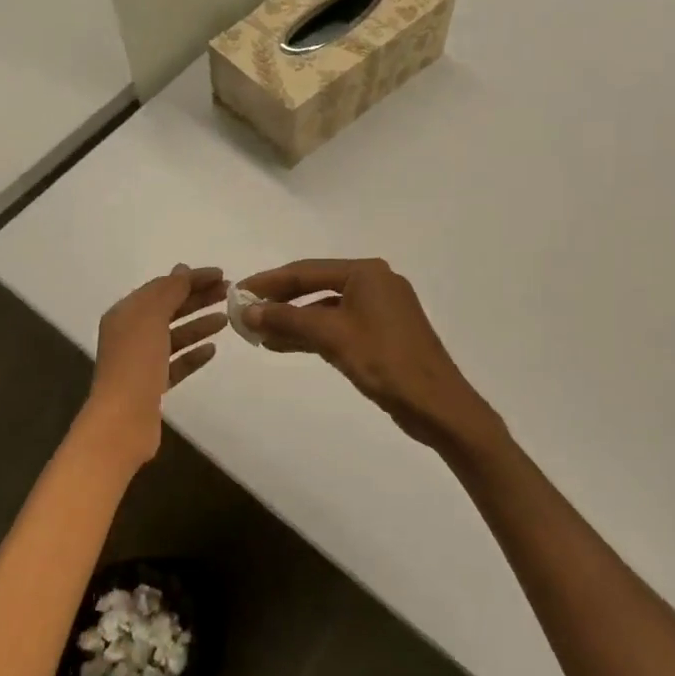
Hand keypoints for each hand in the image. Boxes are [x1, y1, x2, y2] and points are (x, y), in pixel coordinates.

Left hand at [84, 265, 227, 466]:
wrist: (123, 420)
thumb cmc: (136, 363)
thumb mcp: (151, 317)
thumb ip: (169, 291)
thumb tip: (182, 270)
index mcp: (126, 313)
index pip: (162, 287)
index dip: (191, 279)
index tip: (222, 275)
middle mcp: (130, 334)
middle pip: (169, 309)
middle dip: (198, 299)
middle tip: (230, 293)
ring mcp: (141, 361)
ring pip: (174, 336)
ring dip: (198, 325)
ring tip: (226, 319)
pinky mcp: (152, 386)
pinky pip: (176, 363)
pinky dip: (193, 354)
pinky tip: (212, 350)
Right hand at [240, 258, 494, 450]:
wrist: (436, 404)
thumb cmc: (385, 362)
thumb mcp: (332, 336)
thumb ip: (288, 320)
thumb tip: (248, 311)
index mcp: (366, 273)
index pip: (306, 270)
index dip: (269, 282)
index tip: (238, 291)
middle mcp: (374, 283)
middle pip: (315, 286)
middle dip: (279, 302)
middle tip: (245, 313)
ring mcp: (379, 309)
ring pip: (325, 309)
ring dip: (293, 320)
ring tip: (258, 334)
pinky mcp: (381, 333)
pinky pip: (338, 325)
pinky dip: (312, 334)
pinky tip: (284, 344)